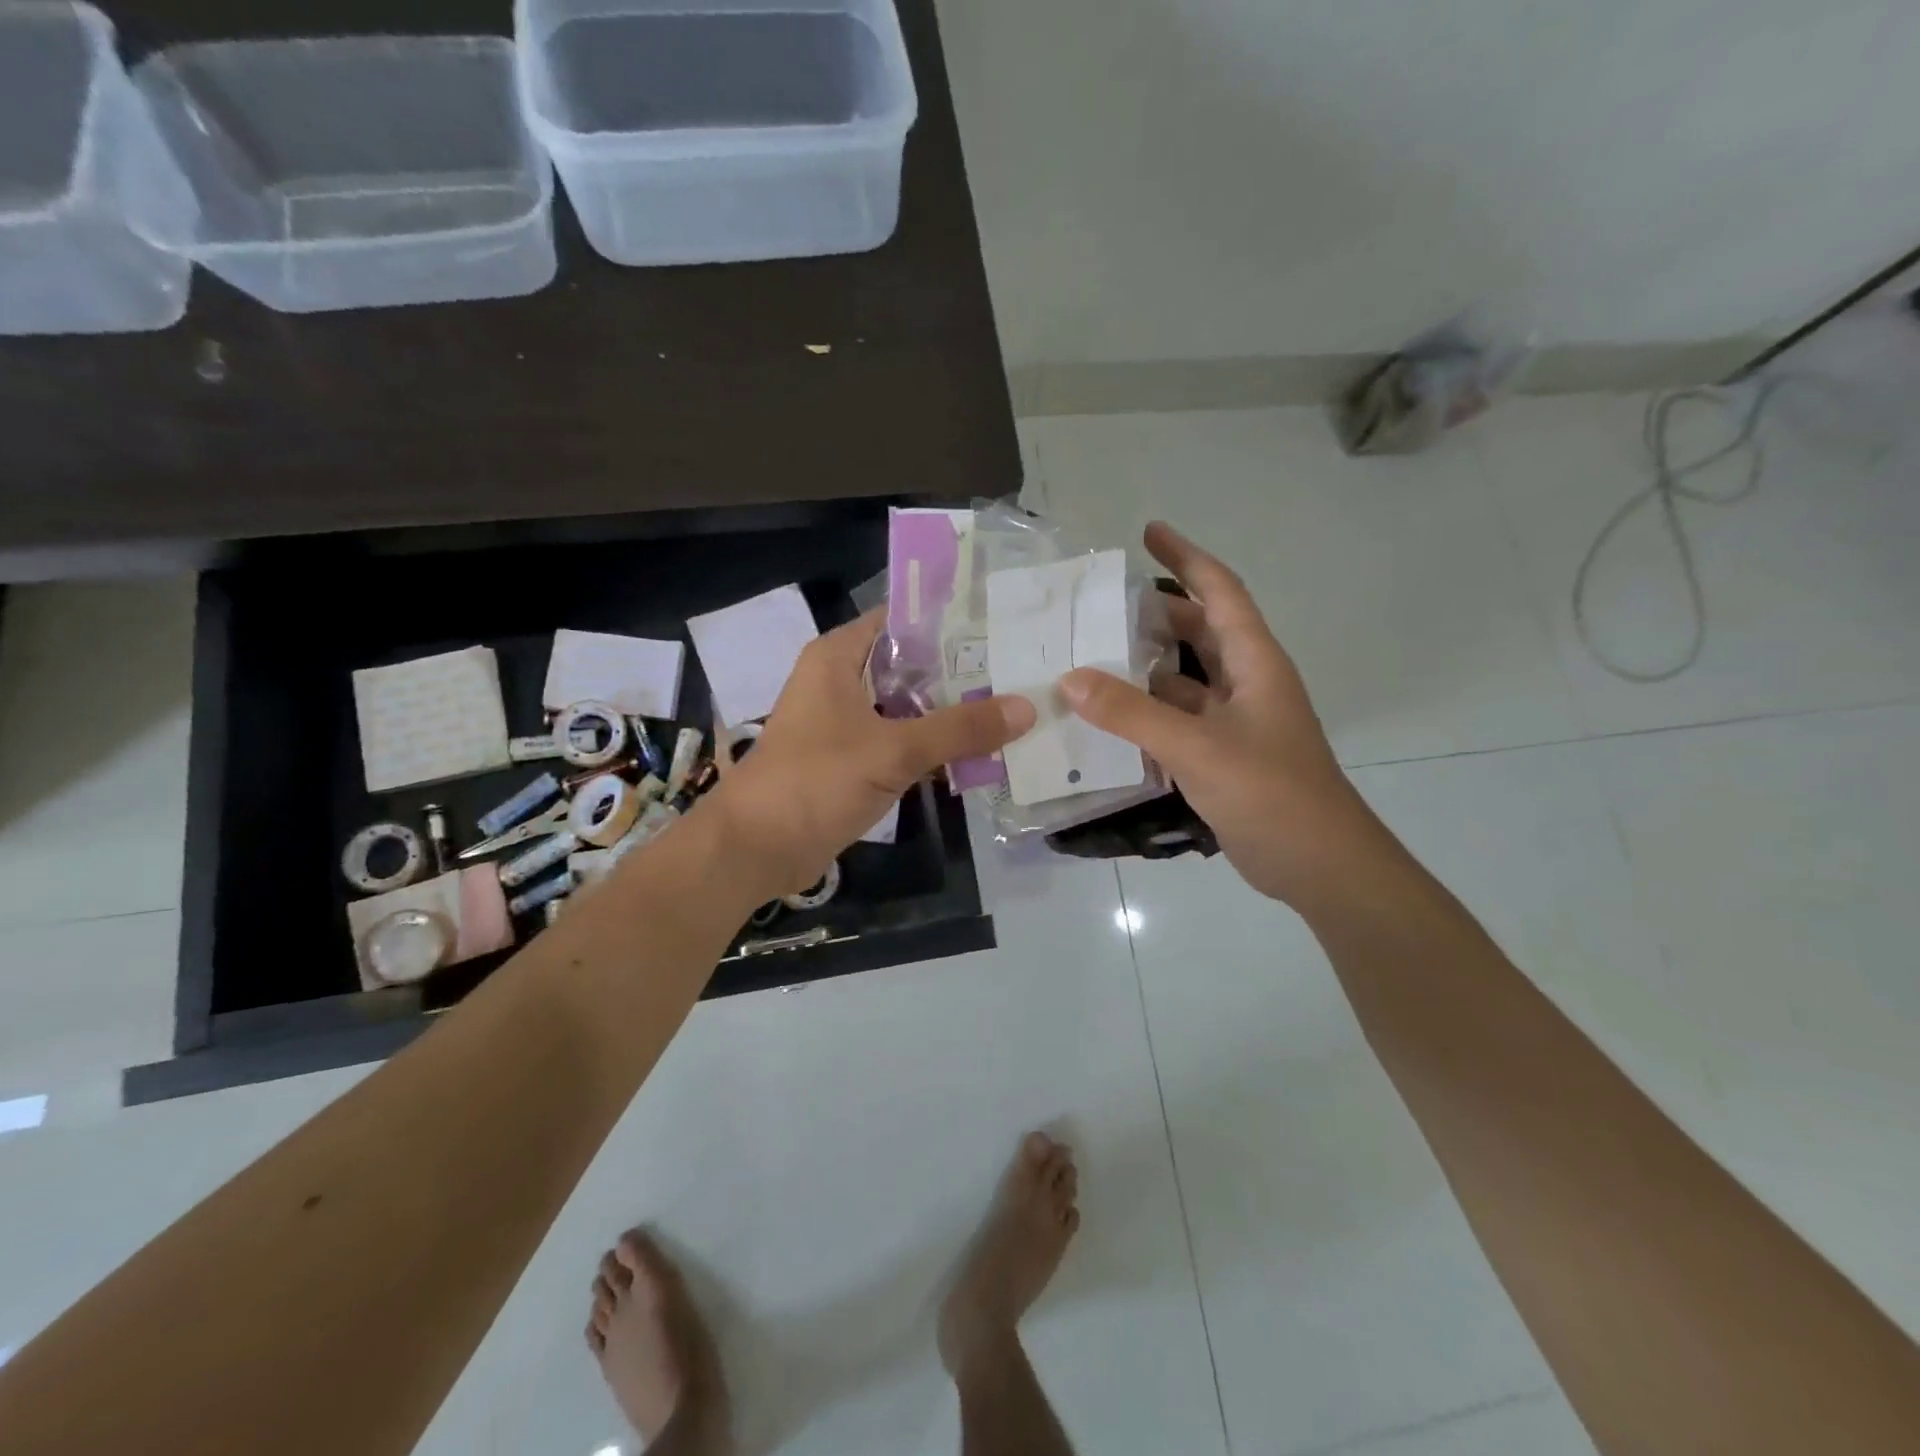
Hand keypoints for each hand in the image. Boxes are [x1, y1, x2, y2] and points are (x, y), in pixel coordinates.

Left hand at [704, 608, 1036, 898]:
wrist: (756, 848)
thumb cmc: (815, 781)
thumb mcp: (893, 750)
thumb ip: (960, 729)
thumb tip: (1027, 707)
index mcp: (838, 656)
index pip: (902, 618)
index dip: (950, 620)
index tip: (1003, 625)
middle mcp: (841, 680)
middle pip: (910, 663)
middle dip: (960, 670)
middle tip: (1021, 669)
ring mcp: (845, 721)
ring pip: (907, 705)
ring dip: (949, 711)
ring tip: (1012, 705)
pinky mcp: (850, 758)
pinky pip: (900, 739)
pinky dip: (932, 744)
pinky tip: (978, 751)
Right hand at [1061, 522, 1384, 906]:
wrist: (1320, 866)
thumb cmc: (1271, 793)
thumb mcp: (1198, 748)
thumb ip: (1133, 714)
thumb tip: (1071, 678)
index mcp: (1254, 663)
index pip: (1219, 593)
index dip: (1186, 558)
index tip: (1149, 531)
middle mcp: (1246, 683)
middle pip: (1198, 631)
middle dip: (1155, 612)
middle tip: (1100, 603)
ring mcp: (1234, 723)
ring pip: (1183, 679)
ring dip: (1144, 666)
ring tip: (1090, 655)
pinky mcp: (1221, 756)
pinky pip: (1177, 720)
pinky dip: (1145, 713)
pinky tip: (1107, 717)